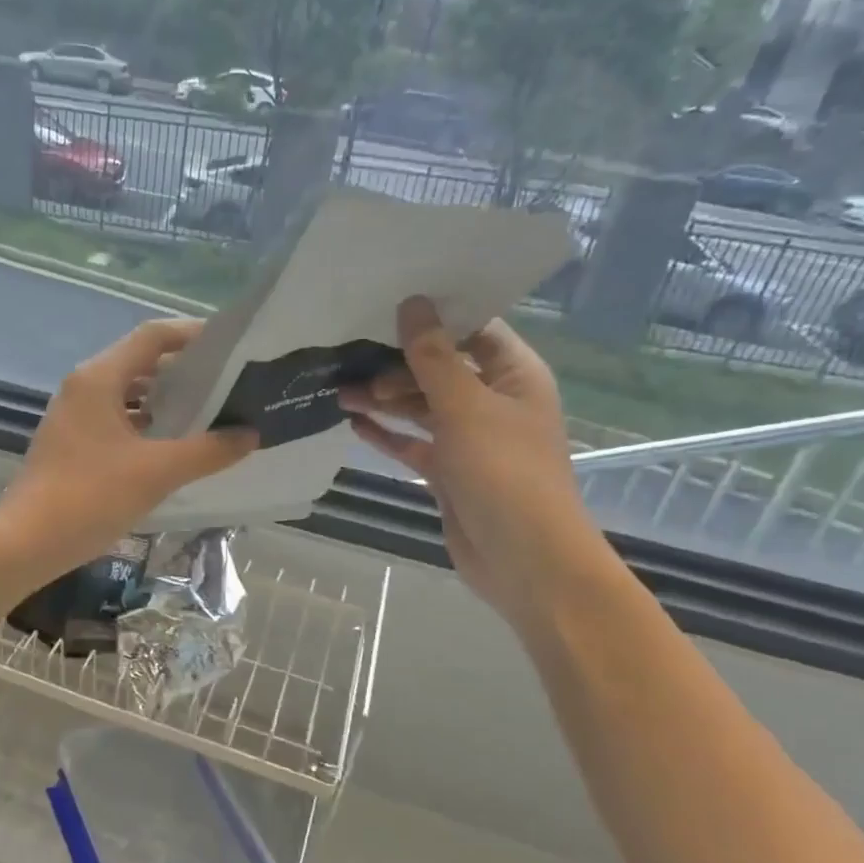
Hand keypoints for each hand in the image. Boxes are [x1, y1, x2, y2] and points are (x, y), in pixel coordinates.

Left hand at [0, 320, 257, 574]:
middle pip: (142, 363)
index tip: (233, 348)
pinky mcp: (73, 443)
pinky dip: (148, 425)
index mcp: (99, 378)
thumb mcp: (156, 472)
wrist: (25, 543)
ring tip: (212, 414)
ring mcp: (75, 416)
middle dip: (186, 371)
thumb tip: (250, 434)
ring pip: (130, 394)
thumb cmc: (89, 497)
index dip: (194, 335)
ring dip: (167, 401)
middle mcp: (84, 387)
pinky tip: (177, 447)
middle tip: (231, 384)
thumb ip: (207, 450)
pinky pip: (118, 420)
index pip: (153, 336)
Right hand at [339, 298, 606, 624]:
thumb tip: (412, 303)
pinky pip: (412, 443)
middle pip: (440, 369)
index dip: (435, 317)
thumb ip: (433, 356)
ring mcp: (470, 439)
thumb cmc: (503, 471)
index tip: (387, 306)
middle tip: (353, 365)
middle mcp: (493, 402)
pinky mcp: (449, 471)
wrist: (523, 559)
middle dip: (397, 365)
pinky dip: (387, 434)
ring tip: (340, 392)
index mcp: (514, 376)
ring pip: (421, 407)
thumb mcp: (465, 406)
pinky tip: (353, 423)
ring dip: (385, 399)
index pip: (474, 330)